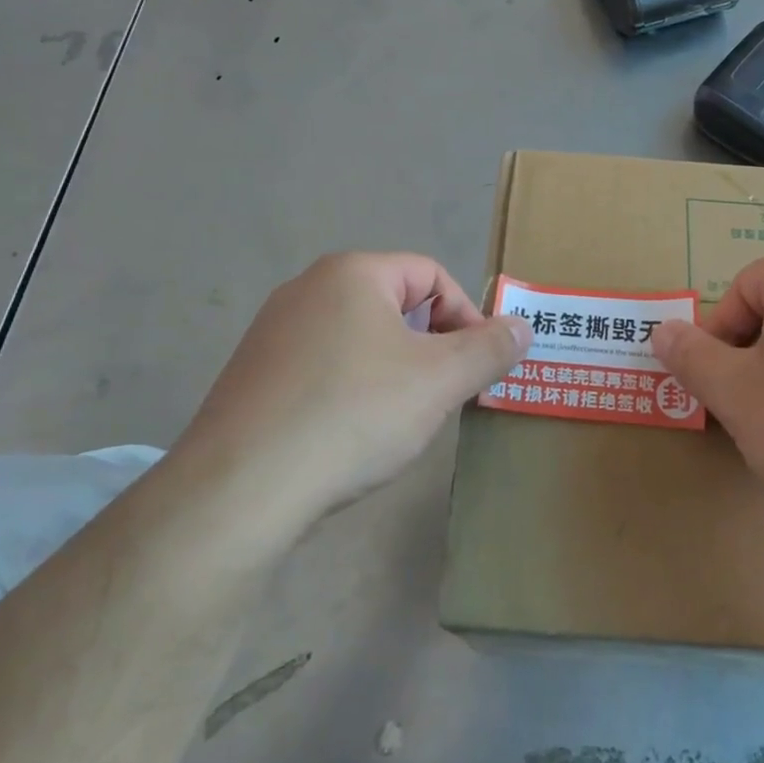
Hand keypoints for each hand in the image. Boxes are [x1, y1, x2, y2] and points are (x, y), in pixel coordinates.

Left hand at [177, 252, 530, 520]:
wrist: (240, 490)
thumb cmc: (354, 416)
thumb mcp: (440, 381)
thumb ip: (489, 349)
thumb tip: (523, 327)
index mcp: (352, 273)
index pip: (431, 274)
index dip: (466, 316)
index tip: (475, 366)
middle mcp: (307, 288)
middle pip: (395, 303)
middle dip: (430, 346)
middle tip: (443, 395)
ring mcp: (273, 331)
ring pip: (359, 337)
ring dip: (394, 369)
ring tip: (399, 419)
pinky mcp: (254, 374)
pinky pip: (323, 366)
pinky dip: (352, 389)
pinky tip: (350, 434)